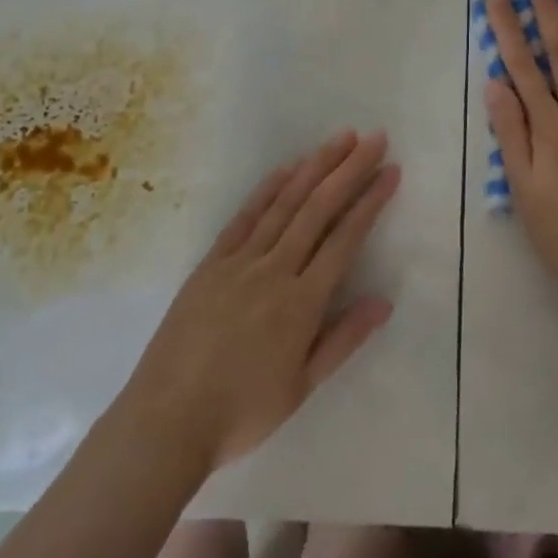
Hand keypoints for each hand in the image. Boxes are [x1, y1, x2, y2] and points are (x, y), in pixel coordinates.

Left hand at [123, 130, 399, 471]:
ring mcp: (240, 260)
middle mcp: (274, 270)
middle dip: (349, 169)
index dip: (370, 201)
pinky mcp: (212, 261)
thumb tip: (384, 301)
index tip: (390, 170)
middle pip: (318, 208)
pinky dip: (268, 188)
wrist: (167, 419)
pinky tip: (286, 168)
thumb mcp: (302, 387)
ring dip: (315, 166)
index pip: (345, 238)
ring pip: (284, 203)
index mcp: (301, 303)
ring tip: (340, 139)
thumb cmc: (242, 412)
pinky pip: (245, 216)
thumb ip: (343, 339)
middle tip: (374, 138)